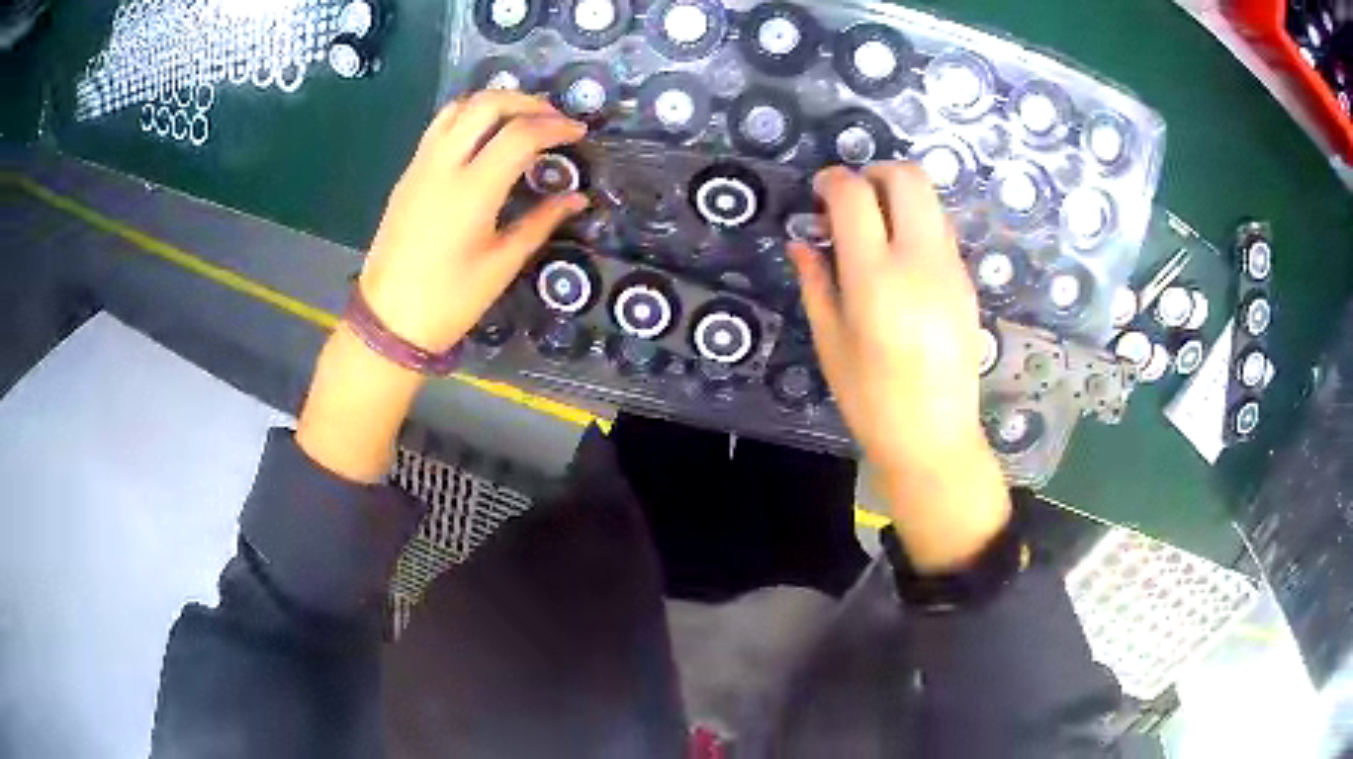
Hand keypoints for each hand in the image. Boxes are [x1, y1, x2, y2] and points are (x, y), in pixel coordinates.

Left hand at [359, 91, 589, 352]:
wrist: (388, 320)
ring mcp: (420, 165)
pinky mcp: (408, 173)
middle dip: (527, 102)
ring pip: (459, 107)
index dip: (555, 126)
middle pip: (487, 104)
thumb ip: (541, 222)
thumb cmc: (449, 301)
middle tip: (553, 119)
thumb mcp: (502, 264)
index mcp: (471, 191)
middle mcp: (443, 165)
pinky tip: (485, 138)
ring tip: (521, 119)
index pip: (520, 135)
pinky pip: (440, 126)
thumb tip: (576, 198)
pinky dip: (469, 117)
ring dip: (495, 102)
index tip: (578, 133)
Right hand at [789, 163, 1010, 572]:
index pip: (854, 194)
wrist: (935, 437)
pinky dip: (918, 224)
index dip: (831, 181)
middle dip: (874, 172)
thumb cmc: (871, 399)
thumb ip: (816, 281)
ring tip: (877, 230)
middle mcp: (920, 260)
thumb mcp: (831, 341)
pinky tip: (902, 260)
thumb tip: (801, 242)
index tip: (818, 194)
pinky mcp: (967, 282)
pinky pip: (942, 230)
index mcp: (876, 277)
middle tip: (852, 201)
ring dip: (899, 197)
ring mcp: (951, 268)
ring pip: (931, 198)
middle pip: (907, 176)